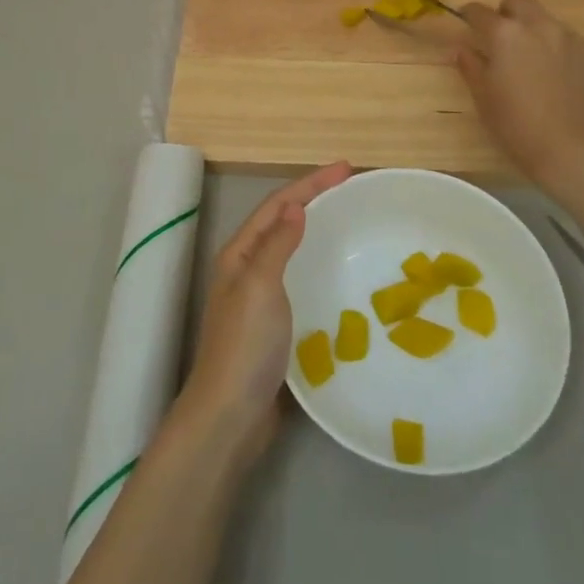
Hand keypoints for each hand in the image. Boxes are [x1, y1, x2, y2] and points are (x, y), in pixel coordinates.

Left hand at [179, 161, 353, 465]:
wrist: (231, 415)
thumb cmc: (245, 345)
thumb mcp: (260, 286)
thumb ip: (277, 245)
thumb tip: (296, 205)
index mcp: (240, 254)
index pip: (277, 205)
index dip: (310, 183)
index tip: (345, 168)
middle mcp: (247, 270)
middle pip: (283, 222)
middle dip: (315, 201)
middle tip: (352, 190)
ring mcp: (260, 299)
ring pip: (292, 252)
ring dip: (317, 232)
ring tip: (351, 224)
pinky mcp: (275, 326)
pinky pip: (300, 283)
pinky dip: (319, 269)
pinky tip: (341, 276)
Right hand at [457, 0, 583, 181]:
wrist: (576, 152)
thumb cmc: (518, 127)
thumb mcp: (484, 98)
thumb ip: (471, 66)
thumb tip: (462, 49)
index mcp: (506, 35)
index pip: (480, 11)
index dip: (469, 15)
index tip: (466, 24)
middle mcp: (540, 27)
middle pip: (519, 1)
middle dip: (506, 12)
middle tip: (502, 39)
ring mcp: (572, 39)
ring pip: (547, 21)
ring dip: (535, 32)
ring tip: (534, 64)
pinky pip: (571, 42)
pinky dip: (560, 52)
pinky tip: (559, 80)